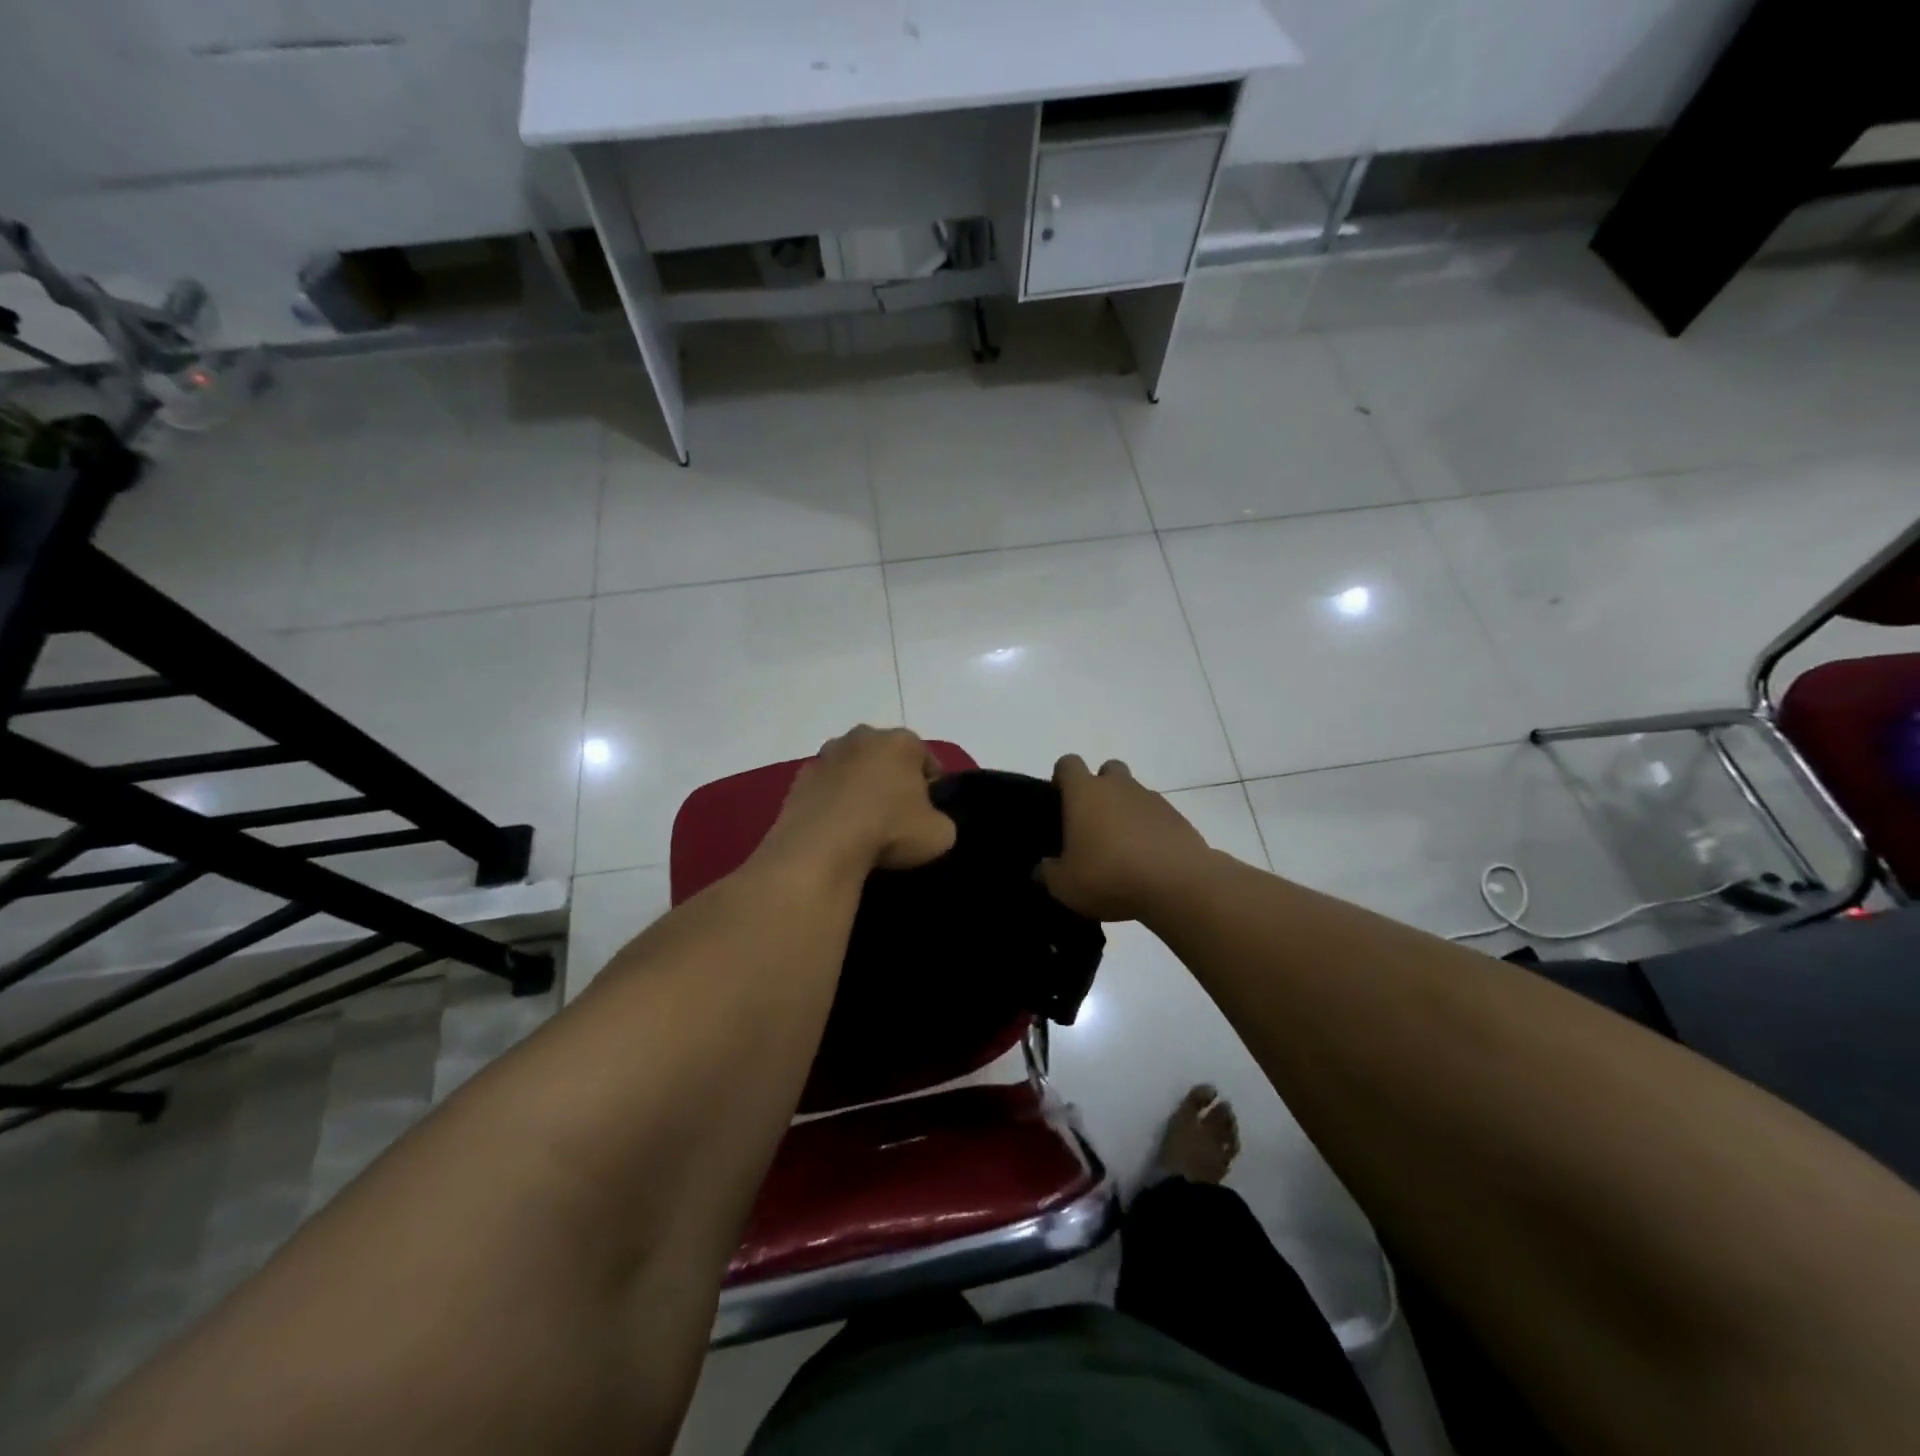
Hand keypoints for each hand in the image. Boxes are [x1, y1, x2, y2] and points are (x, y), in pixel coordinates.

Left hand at [763, 726, 956, 874]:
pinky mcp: (800, 777)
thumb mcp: (940, 834)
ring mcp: (827, 755)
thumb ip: (941, 822)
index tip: (929, 812)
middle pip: (886, 757)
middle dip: (891, 779)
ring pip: (852, 768)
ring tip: (862, 823)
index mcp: (902, 742)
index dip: (931, 787)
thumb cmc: (889, 830)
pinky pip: (825, 787)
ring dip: (858, 787)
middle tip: (896, 815)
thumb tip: (929, 823)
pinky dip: (831, 801)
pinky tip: (835, 828)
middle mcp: (863, 737)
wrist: (822, 846)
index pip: (926, 760)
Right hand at [1039, 755, 1214, 921]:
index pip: (1068, 764)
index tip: (1060, 802)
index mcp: (1085, 792)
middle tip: (1093, 823)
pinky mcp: (1178, 818)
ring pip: (1134, 792)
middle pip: (1107, 769)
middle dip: (1100, 788)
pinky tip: (1147, 859)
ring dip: (1126, 810)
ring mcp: (1152, 799)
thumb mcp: (1065, 885)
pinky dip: (1150, 829)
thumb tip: (1042, 868)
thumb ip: (1048, 873)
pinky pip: (1157, 815)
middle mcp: (1118, 786)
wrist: (1178, 885)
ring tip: (1122, 848)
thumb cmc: (1109, 876)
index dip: (1062, 778)